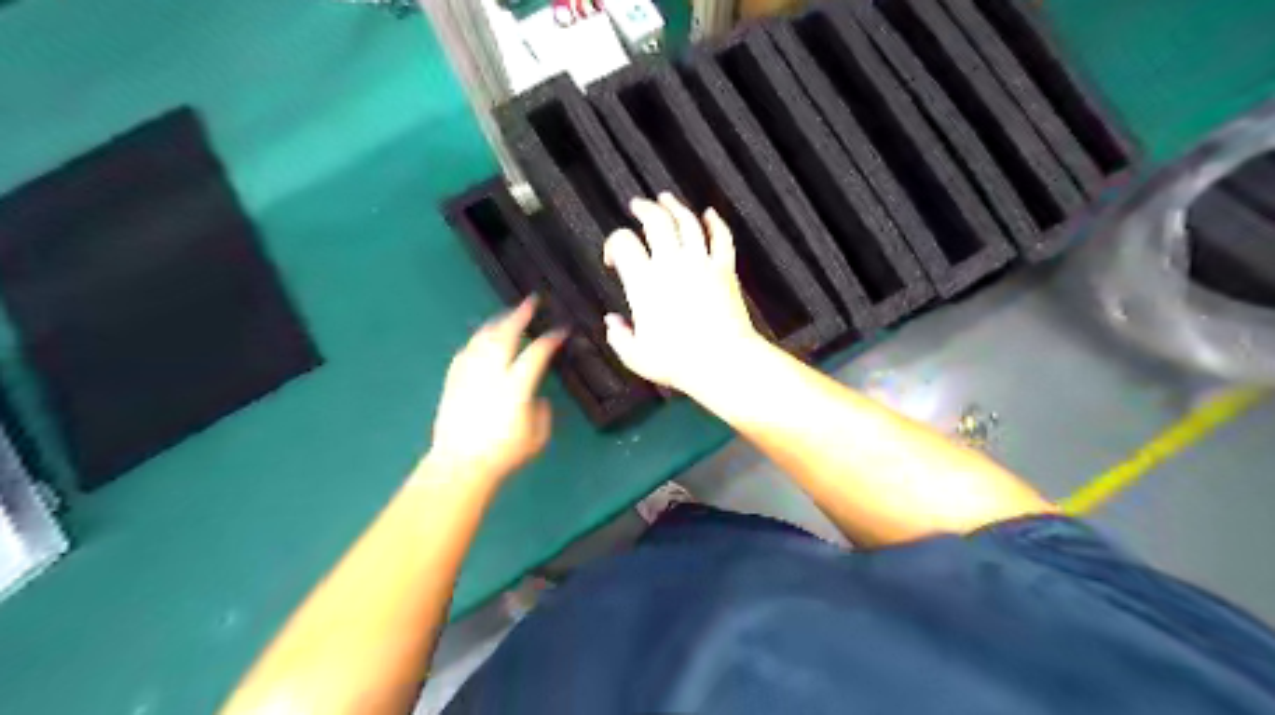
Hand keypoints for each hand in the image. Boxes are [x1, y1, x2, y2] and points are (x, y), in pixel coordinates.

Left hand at [428, 295, 561, 484]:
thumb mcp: (536, 439)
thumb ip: (542, 414)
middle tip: (530, 302)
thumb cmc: (503, 456)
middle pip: (505, 336)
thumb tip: (539, 399)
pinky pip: (465, 353)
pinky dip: (476, 342)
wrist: (460, 466)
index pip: (536, 354)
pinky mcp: (453, 382)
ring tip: (506, 316)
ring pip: (482, 340)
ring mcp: (470, 376)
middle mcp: (491, 375)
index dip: (550, 340)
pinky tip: (481, 339)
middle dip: (519, 316)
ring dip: (496, 324)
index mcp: (515, 388)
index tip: (560, 331)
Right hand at [604, 192, 760, 394]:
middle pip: (656, 220)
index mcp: (644, 283)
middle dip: (644, 209)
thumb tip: (612, 323)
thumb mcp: (636, 356)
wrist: (723, 362)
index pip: (623, 243)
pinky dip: (715, 222)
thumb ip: (619, 337)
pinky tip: (709, 214)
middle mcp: (671, 266)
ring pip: (687, 222)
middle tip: (638, 205)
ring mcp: (701, 265)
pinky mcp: (725, 270)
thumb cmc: (679, 363)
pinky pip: (721, 237)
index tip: (613, 257)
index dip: (613, 244)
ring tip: (666, 199)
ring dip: (675, 206)